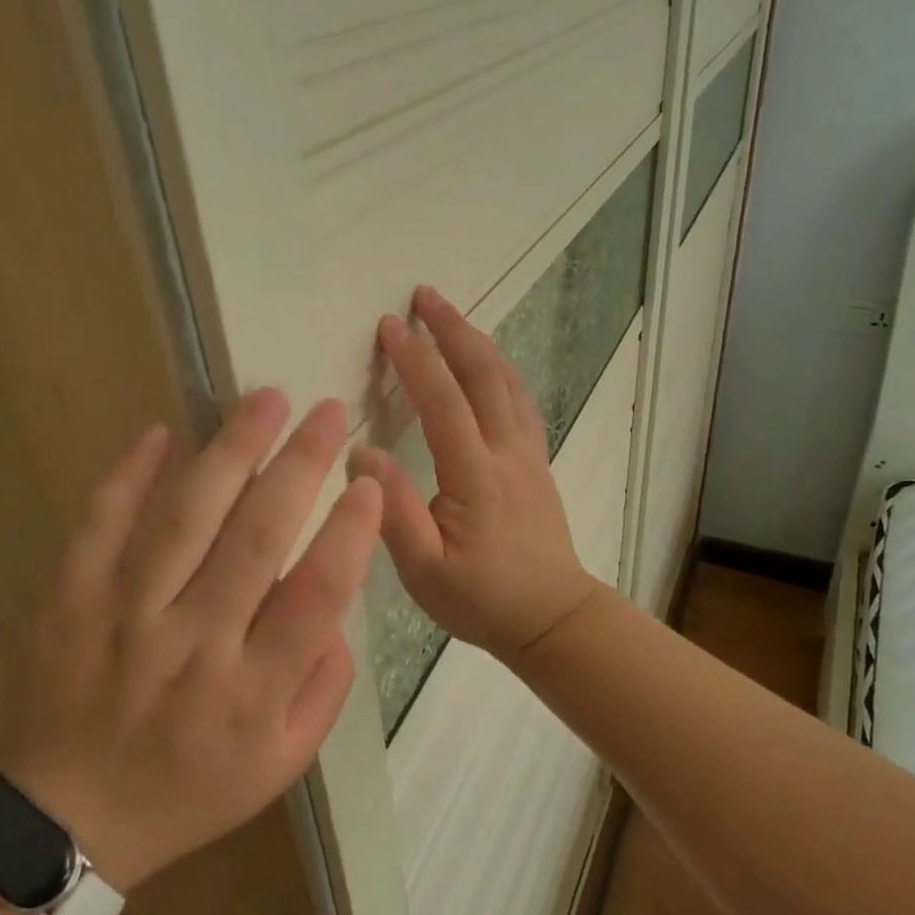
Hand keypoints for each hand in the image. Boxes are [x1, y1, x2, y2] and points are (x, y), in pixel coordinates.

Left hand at [0, 391, 381, 891]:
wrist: (68, 818)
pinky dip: (130, 473)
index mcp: (252, 692)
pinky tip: (162, 431)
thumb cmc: (192, 789)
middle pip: (255, 539)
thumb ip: (325, 684)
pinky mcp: (72, 599)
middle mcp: (192, 645)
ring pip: (185, 518)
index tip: (369, 482)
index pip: (315, 597)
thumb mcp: (283, 763)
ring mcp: (125, 617)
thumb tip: (335, 602)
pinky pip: (101, 523)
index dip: (349, 533)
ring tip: (265, 399)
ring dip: (230, 450)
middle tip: (326, 411)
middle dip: (299, 465)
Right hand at [350, 286, 597, 663]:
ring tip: (452, 316)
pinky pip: (521, 400)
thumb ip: (393, 512)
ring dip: (479, 342)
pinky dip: (501, 369)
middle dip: (453, 330)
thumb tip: (362, 454)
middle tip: (424, 295)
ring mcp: (528, 454)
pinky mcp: (537, 462)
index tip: (389, 324)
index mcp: (476, 475)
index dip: (416, 359)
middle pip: (483, 374)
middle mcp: (507, 452)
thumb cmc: (482, 599)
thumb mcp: (425, 571)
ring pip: (507, 382)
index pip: (442, 401)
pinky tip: (490, 363)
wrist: (552, 618)